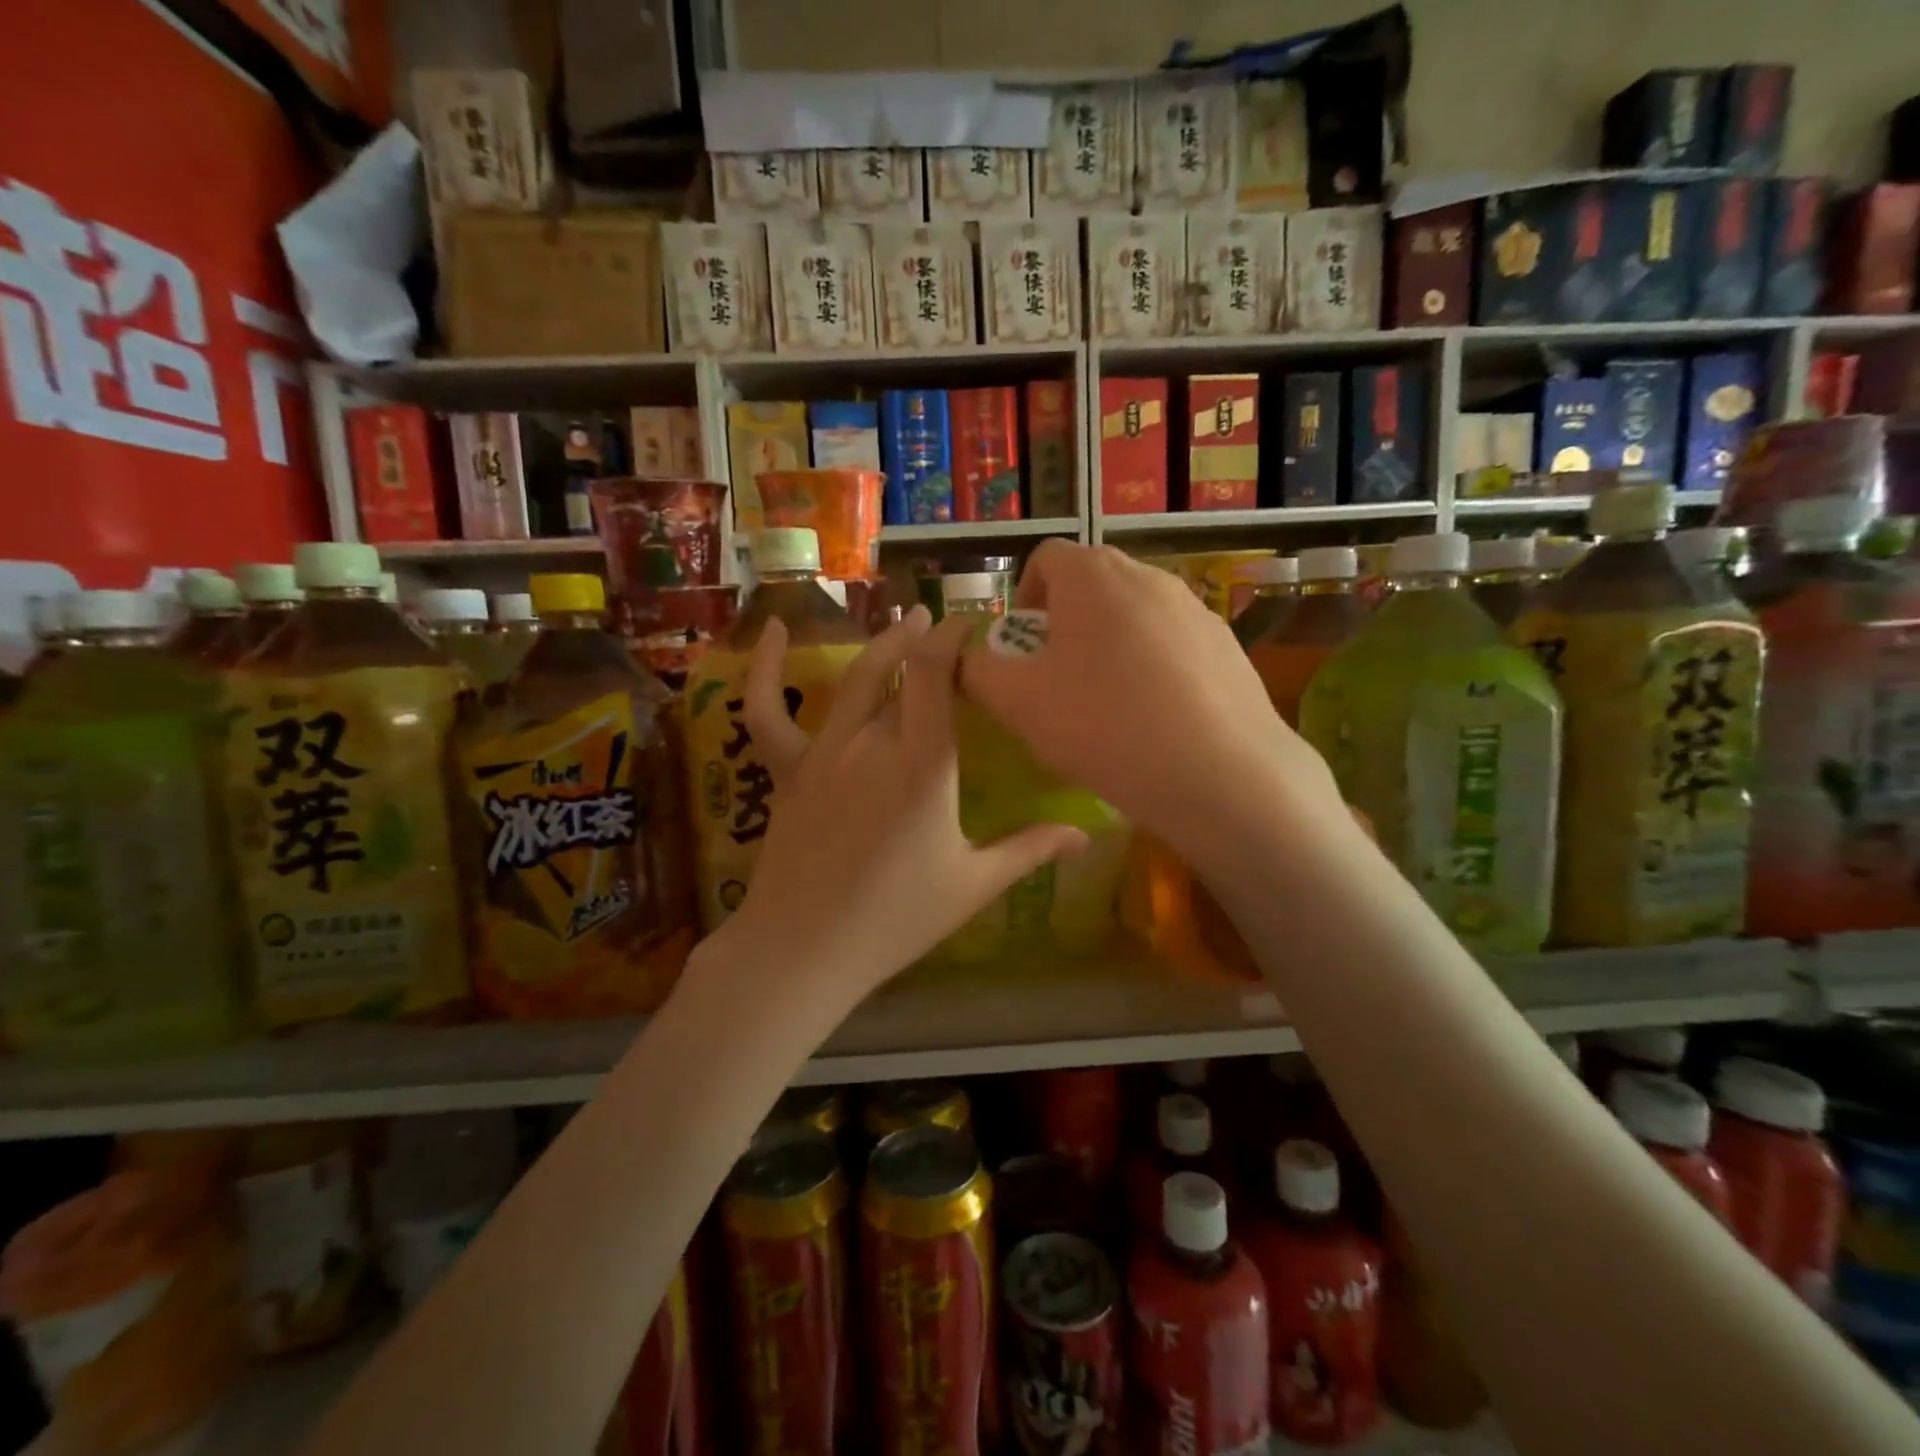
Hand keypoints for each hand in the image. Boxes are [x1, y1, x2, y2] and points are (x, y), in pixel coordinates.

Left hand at [719, 606, 1086, 1009]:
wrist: (805, 949)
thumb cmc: (896, 920)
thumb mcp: (973, 885)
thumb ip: (1030, 851)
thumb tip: (1086, 836)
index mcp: (924, 765)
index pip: (937, 673)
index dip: (954, 638)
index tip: (973, 624)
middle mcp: (873, 743)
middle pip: (901, 669)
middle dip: (927, 638)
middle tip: (944, 624)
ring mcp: (824, 752)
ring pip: (854, 679)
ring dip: (882, 644)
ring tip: (904, 621)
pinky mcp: (789, 769)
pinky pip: (769, 710)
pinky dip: (767, 668)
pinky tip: (773, 631)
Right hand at [960, 541, 1345, 865]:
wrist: (1221, 774)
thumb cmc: (1104, 726)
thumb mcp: (1018, 703)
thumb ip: (978, 670)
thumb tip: (967, 658)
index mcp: (1093, 575)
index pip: (1044, 558)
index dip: (1022, 599)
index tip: (1022, 650)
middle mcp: (1148, 575)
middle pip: (1090, 586)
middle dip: (1063, 626)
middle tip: (1057, 682)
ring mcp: (1195, 608)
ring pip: (1132, 617)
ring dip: (1108, 647)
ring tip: (1107, 708)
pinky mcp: (1227, 645)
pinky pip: (1172, 645)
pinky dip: (1151, 668)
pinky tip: (1154, 721)